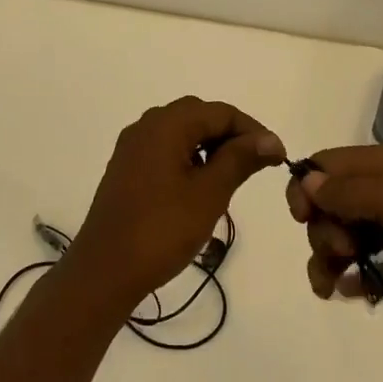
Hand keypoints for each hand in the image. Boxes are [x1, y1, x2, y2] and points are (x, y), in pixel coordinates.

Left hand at [66, 97, 283, 310]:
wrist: (105, 270)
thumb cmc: (162, 229)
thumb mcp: (209, 194)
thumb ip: (240, 159)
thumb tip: (271, 139)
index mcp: (166, 124)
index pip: (221, 112)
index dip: (253, 130)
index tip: (277, 157)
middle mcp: (147, 125)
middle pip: (199, 115)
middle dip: (231, 135)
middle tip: (256, 165)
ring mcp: (132, 147)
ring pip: (181, 132)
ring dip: (210, 146)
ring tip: (232, 177)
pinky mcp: (126, 168)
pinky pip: (165, 148)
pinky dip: (188, 158)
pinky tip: (200, 186)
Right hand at [287, 146, 382, 341]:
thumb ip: (347, 190)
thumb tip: (308, 182)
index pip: (326, 165)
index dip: (306, 187)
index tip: (303, 217)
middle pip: (329, 204)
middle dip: (322, 229)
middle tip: (342, 250)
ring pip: (343, 236)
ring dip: (328, 259)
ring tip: (331, 286)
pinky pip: (364, 266)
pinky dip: (352, 277)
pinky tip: (352, 293)